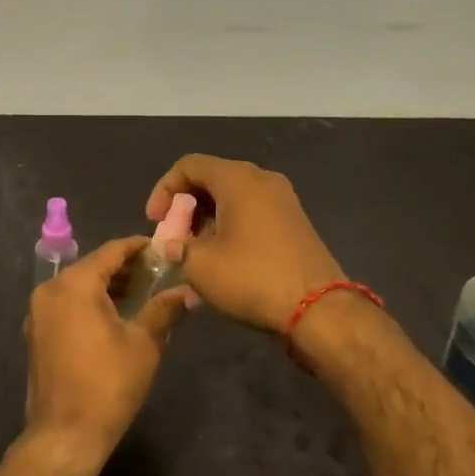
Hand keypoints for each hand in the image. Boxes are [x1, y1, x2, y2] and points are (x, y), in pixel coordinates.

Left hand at [23, 236, 193, 468]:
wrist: (65, 435)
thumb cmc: (107, 384)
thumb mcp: (143, 343)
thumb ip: (164, 309)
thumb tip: (187, 292)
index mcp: (74, 283)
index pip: (112, 251)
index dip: (139, 247)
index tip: (163, 250)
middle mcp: (51, 289)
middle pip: (94, 266)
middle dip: (126, 268)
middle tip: (158, 274)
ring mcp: (39, 312)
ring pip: (79, 286)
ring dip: (109, 286)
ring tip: (143, 295)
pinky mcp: (37, 333)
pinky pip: (68, 304)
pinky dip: (91, 303)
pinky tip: (116, 316)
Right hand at [147, 154, 344, 333]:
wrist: (319, 309)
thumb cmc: (253, 278)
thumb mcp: (200, 265)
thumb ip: (177, 247)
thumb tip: (171, 245)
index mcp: (237, 178)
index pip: (189, 166)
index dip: (164, 189)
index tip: (155, 221)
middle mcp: (262, 179)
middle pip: (212, 180)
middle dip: (186, 208)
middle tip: (174, 238)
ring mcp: (283, 200)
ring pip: (232, 199)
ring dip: (207, 222)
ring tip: (194, 256)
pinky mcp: (294, 222)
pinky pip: (252, 214)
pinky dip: (230, 229)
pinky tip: (222, 262)